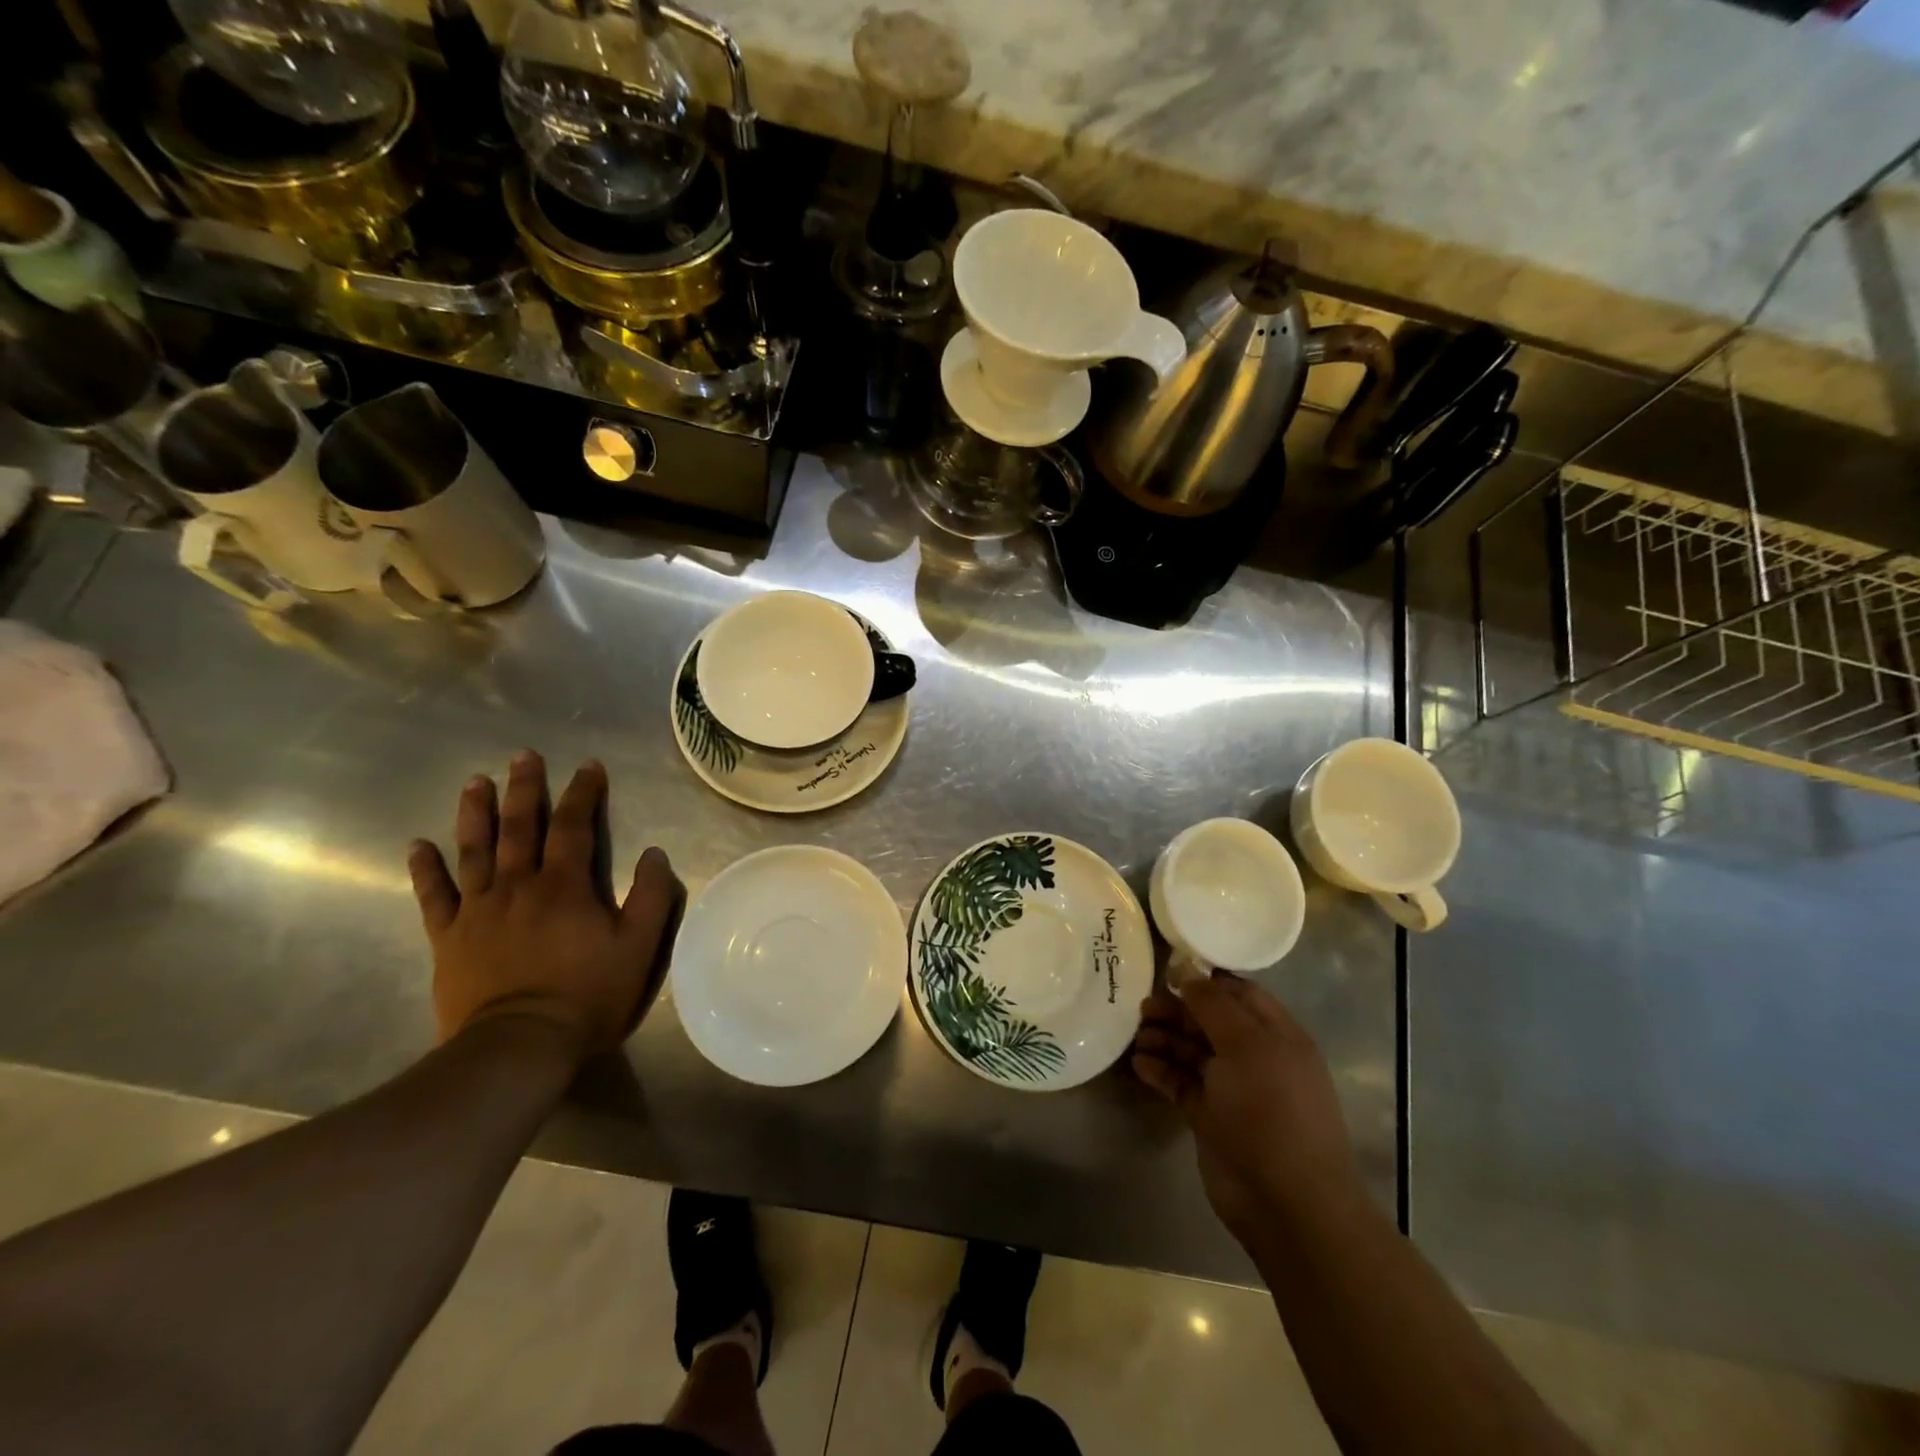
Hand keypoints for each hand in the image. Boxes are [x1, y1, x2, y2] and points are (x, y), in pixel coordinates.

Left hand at [407, 751, 682, 1061]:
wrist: (518, 1047)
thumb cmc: (587, 995)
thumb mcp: (639, 947)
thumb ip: (650, 896)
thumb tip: (653, 854)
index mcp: (565, 886)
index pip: (574, 827)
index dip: (583, 793)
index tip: (588, 766)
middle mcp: (518, 887)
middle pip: (520, 828)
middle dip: (524, 789)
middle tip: (522, 756)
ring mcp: (478, 911)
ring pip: (475, 851)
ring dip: (475, 814)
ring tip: (475, 782)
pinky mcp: (449, 939)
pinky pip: (434, 897)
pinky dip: (425, 870)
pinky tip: (417, 846)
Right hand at [1133, 975, 1360, 1238]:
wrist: (1287, 1204)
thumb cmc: (1272, 1111)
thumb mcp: (1245, 1045)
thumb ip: (1212, 1004)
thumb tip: (1185, 968)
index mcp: (1277, 1035)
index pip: (1239, 994)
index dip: (1206, 980)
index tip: (1168, 971)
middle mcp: (1256, 1058)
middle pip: (1211, 1021)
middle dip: (1178, 1010)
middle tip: (1143, 1007)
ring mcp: (1233, 1090)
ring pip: (1193, 1052)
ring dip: (1165, 1040)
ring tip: (1137, 1036)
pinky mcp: (1210, 1118)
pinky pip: (1181, 1084)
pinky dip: (1161, 1072)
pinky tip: (1139, 1064)